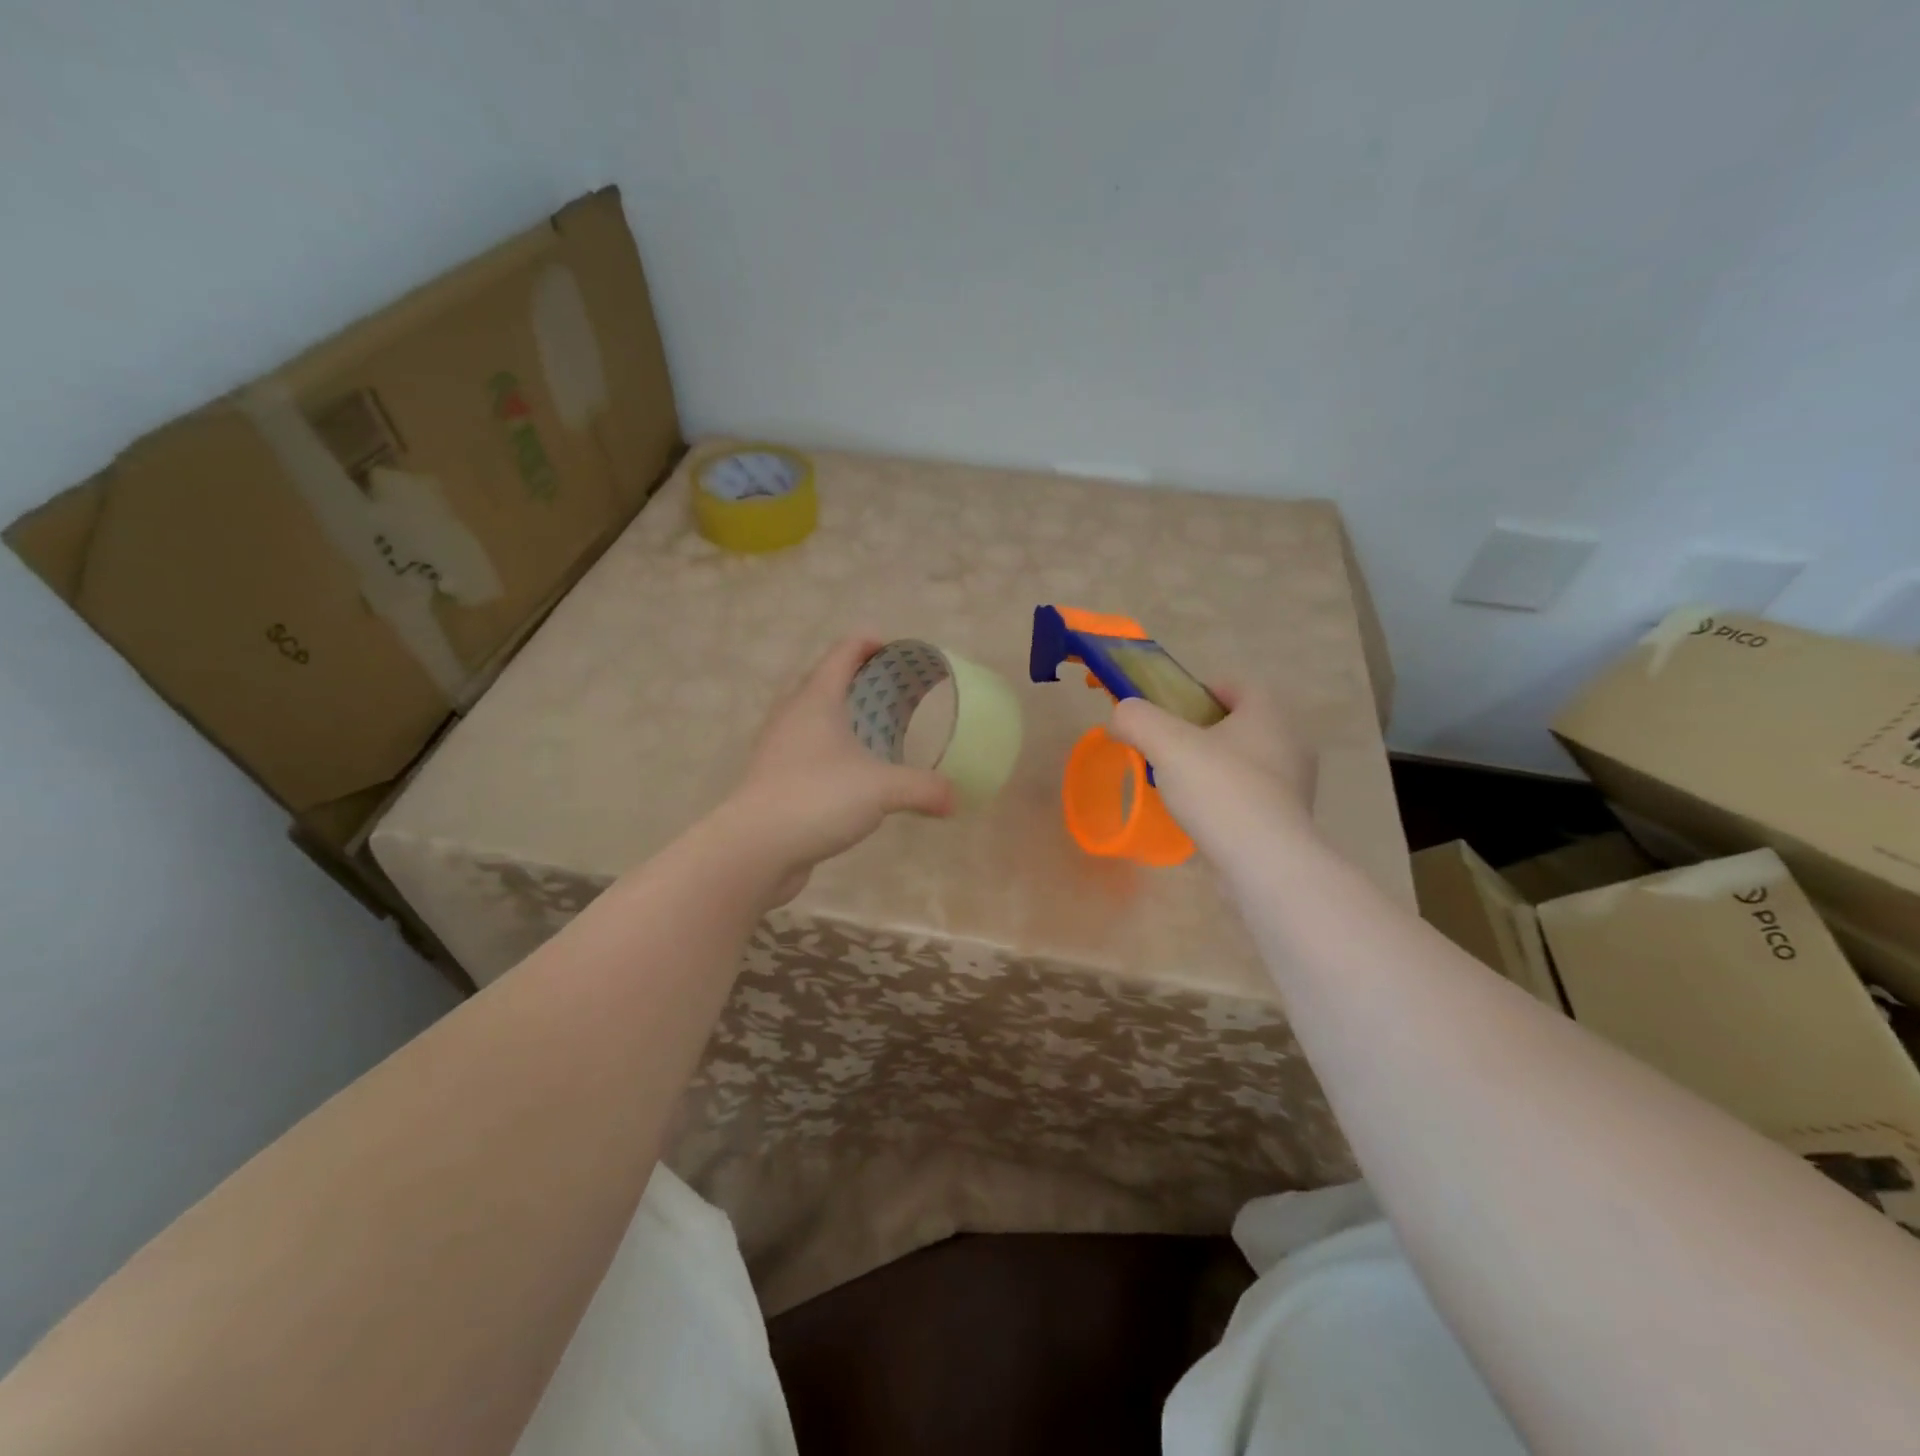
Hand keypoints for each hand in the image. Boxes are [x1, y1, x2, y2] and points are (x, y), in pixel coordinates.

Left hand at [715, 636, 955, 900]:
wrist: (756, 848)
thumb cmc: (818, 798)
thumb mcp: (882, 790)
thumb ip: (923, 789)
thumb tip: (955, 799)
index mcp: (816, 700)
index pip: (842, 653)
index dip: (868, 643)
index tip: (895, 650)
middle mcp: (792, 715)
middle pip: (823, 680)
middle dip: (856, 679)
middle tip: (891, 691)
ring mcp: (778, 747)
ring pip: (812, 716)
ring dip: (839, 715)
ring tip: (873, 729)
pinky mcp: (774, 777)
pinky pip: (806, 749)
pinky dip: (829, 748)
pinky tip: (850, 771)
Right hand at [1109, 686, 1316, 861]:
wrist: (1265, 862)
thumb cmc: (1219, 790)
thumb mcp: (1165, 743)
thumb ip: (1137, 720)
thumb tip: (1121, 716)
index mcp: (1268, 714)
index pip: (1237, 686)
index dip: (1200, 692)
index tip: (1170, 714)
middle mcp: (1290, 743)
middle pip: (1239, 725)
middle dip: (1203, 734)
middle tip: (1168, 750)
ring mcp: (1294, 785)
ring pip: (1245, 763)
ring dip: (1214, 769)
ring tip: (1179, 787)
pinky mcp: (1288, 821)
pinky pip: (1250, 798)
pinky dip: (1225, 801)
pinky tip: (1200, 817)